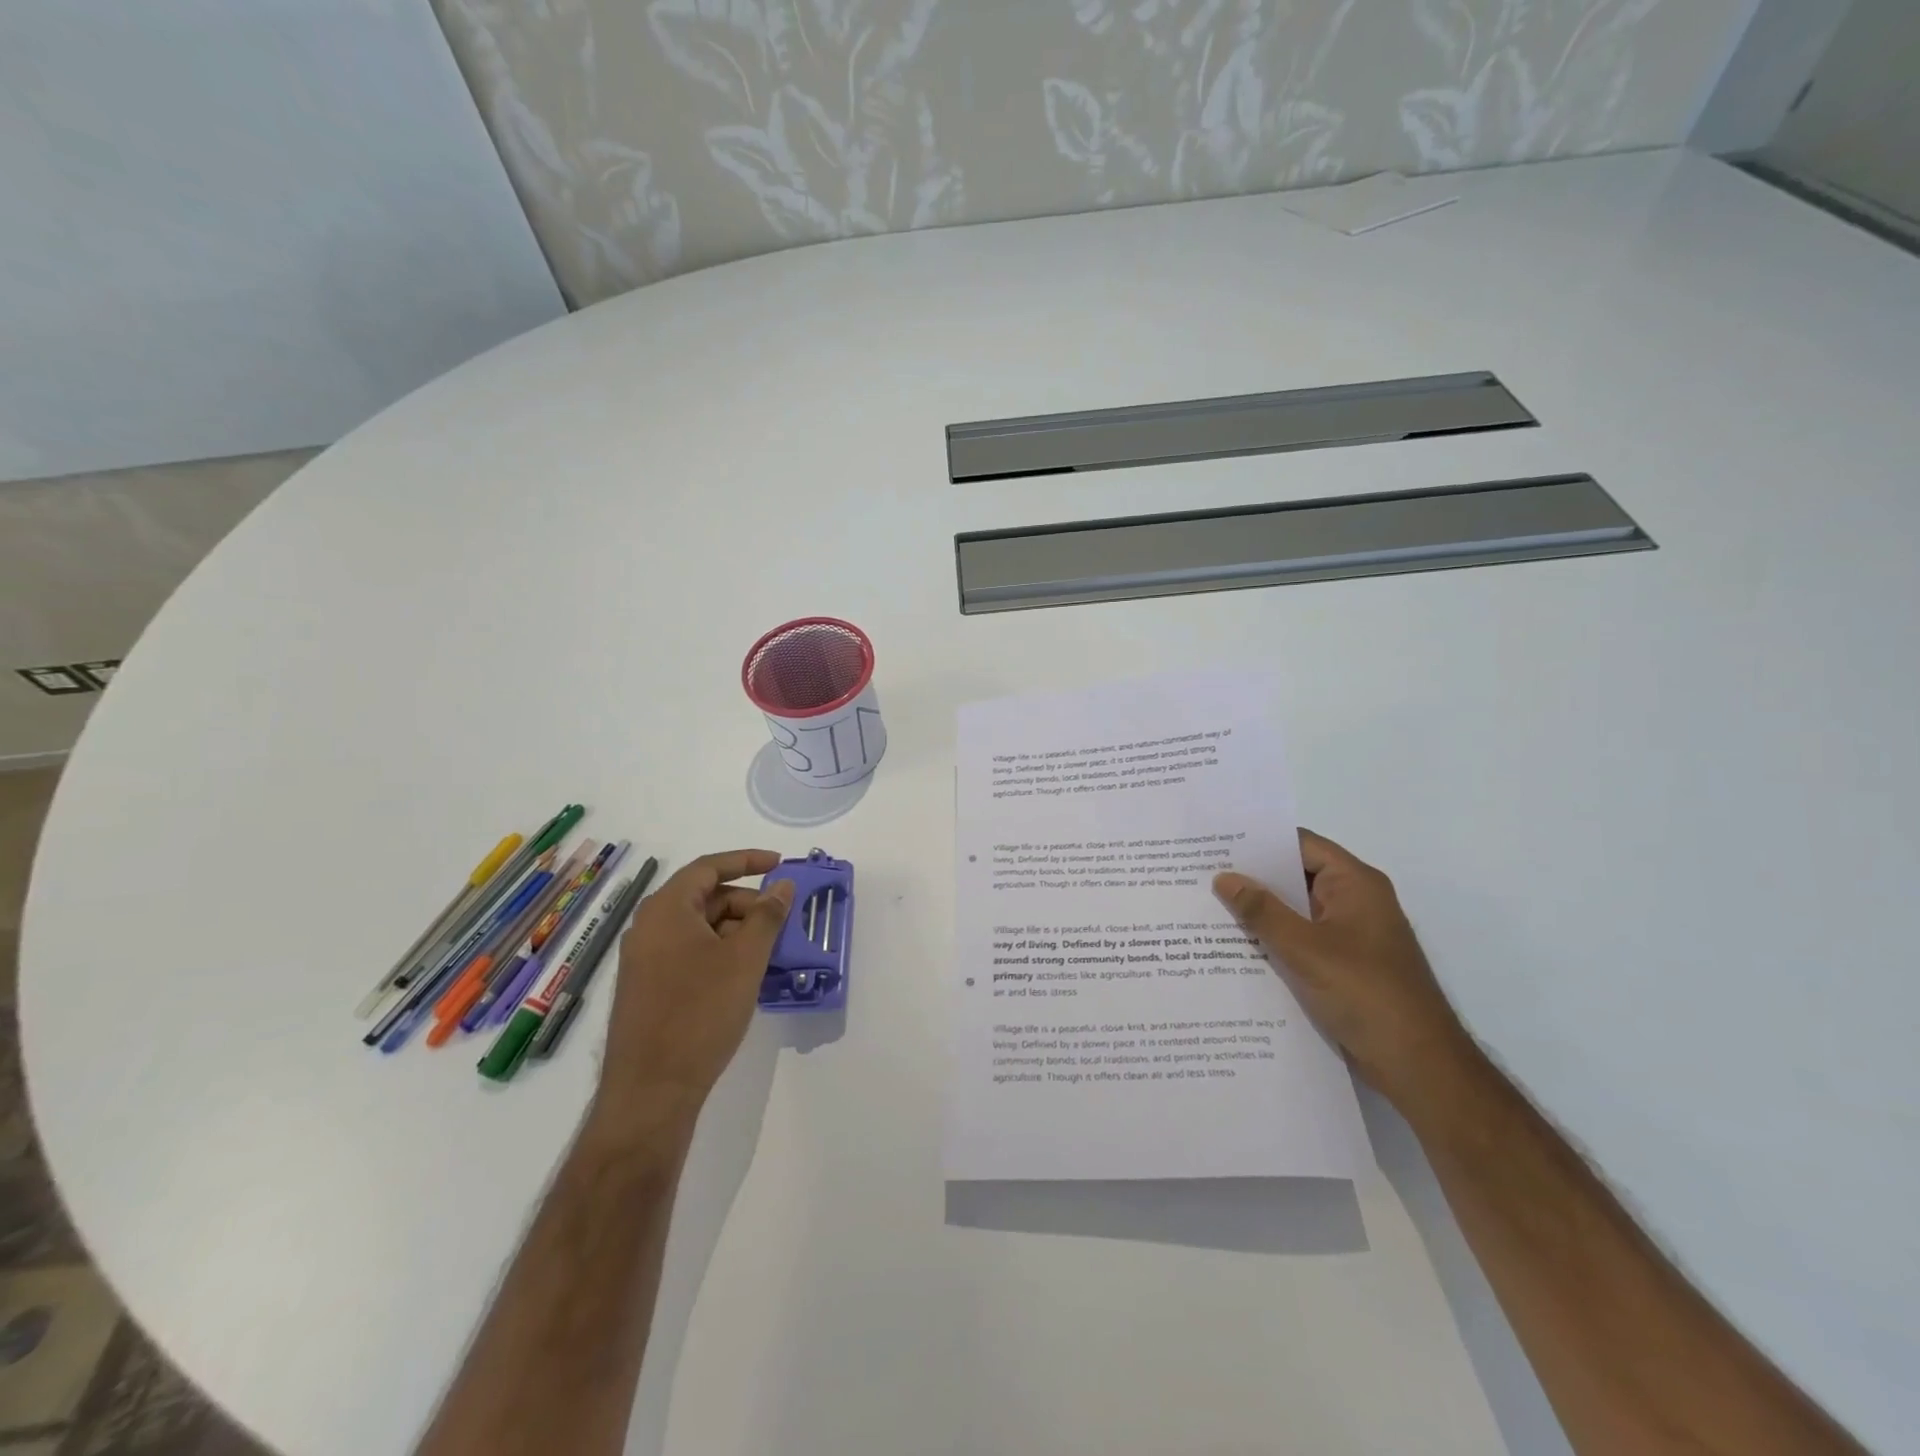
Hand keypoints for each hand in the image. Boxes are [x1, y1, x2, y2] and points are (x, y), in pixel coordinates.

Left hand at [594, 850, 794, 1131]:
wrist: (651, 1090)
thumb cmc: (700, 1013)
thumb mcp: (745, 959)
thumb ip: (767, 915)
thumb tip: (783, 885)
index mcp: (666, 909)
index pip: (709, 867)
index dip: (747, 860)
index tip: (780, 864)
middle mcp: (649, 927)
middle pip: (704, 897)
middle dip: (747, 903)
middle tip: (781, 920)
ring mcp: (645, 960)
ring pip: (699, 928)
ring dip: (736, 931)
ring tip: (770, 951)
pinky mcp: (648, 988)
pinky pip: (689, 953)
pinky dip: (720, 953)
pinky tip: (745, 975)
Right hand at [1214, 830, 1474, 1106]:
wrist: (1419, 1066)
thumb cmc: (1366, 994)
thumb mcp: (1305, 949)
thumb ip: (1262, 911)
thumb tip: (1224, 878)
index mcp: (1355, 884)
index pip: (1301, 844)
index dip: (1259, 840)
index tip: (1215, 842)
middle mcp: (1354, 902)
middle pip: (1296, 876)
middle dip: (1251, 877)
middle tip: (1200, 873)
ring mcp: (1350, 935)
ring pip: (1295, 911)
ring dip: (1259, 912)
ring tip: (1207, 907)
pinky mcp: (1343, 966)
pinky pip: (1300, 940)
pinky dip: (1272, 940)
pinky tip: (1233, 947)